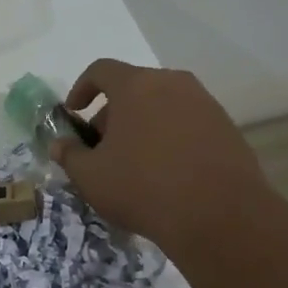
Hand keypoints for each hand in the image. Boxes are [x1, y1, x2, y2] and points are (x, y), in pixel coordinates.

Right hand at [52, 60, 270, 258]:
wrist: (221, 217)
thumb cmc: (144, 188)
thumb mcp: (91, 177)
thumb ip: (70, 155)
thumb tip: (61, 144)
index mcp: (136, 85)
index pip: (101, 70)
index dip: (81, 88)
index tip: (74, 114)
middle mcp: (173, 83)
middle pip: (133, 87)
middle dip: (112, 114)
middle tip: (103, 148)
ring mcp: (205, 104)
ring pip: (163, 105)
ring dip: (143, 125)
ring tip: (135, 163)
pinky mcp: (227, 128)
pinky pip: (188, 123)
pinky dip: (171, 138)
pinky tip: (168, 173)